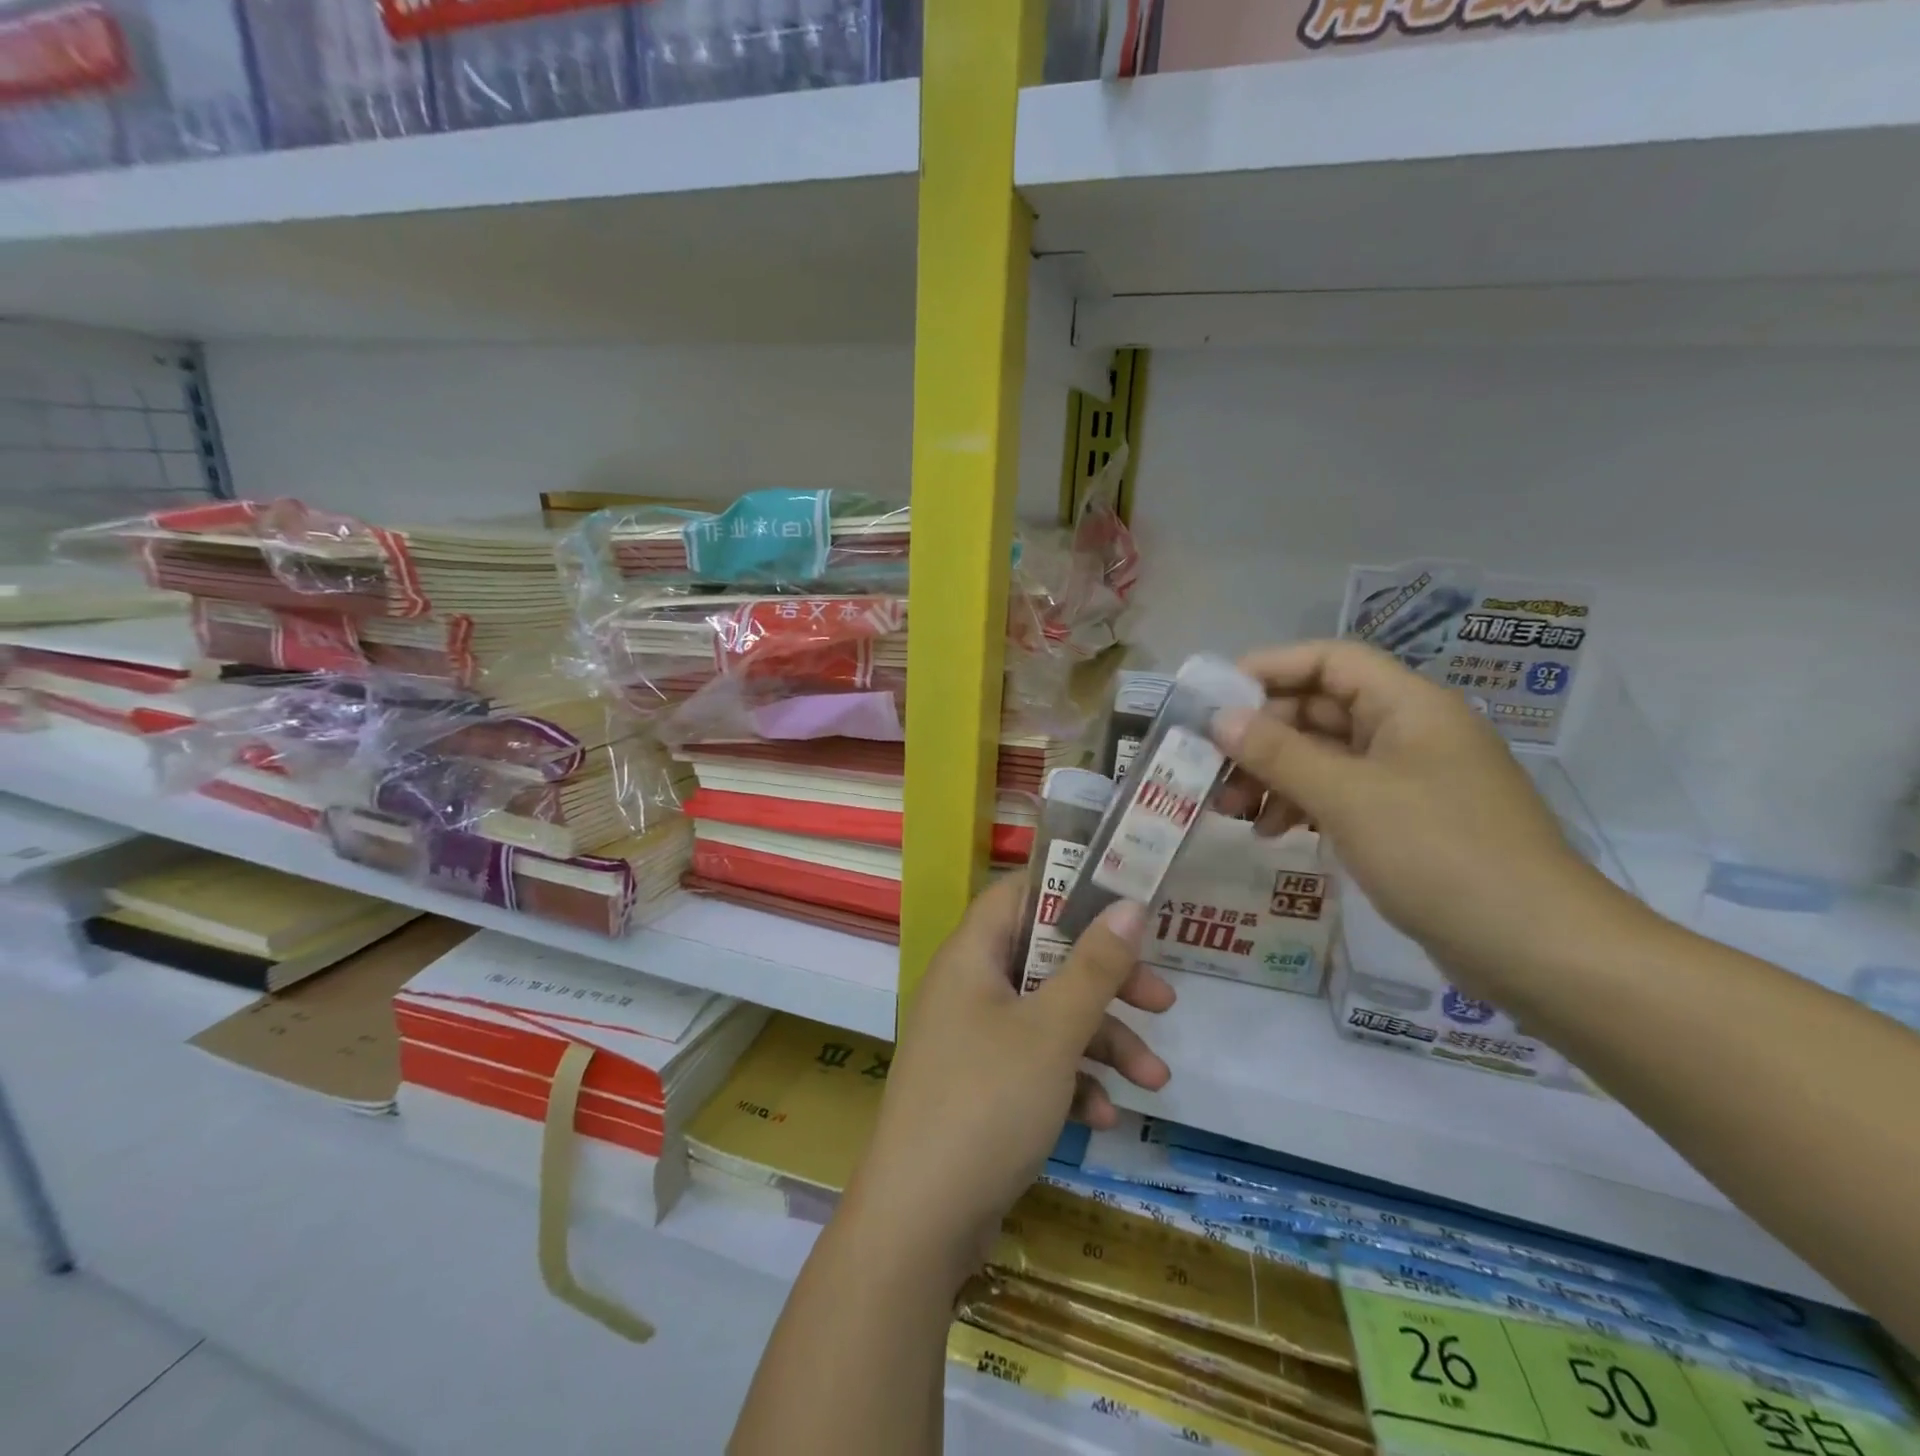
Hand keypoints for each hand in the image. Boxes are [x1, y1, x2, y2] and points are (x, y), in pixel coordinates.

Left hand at [844, 875, 1173, 1290]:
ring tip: (1154, 1080)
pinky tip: (1104, 1118)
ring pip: (1048, 1018)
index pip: (1017, 896)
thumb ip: (1094, 966)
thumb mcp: (1051, 1031)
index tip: (1124, 905)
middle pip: (1045, 961)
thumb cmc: (987, 1102)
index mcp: (971, 957)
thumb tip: (1129, 905)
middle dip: (1106, 983)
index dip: (1068, 891)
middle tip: (1162, 1001)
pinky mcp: (981, 1089)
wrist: (919, 1221)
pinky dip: (1070, 1082)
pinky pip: (1034, 1065)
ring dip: (1101, 1043)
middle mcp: (968, 989)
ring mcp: (973, 1041)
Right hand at [1212, 640, 1634, 996]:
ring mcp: (1410, 778)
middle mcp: (1409, 731)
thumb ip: (1278, 753)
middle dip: (1262, 736)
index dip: (1270, 669)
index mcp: (1408, 706)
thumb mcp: (1347, 797)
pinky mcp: (1407, 821)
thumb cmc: (1439, 854)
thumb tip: (1220, 718)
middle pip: (1320, 709)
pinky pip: (1341, 794)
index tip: (1215, 699)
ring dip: (1274, 774)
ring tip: (1234, 811)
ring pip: (1325, 756)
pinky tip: (1273, 833)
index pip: (1329, 661)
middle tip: (1213, 768)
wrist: (1538, 948)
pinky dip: (1302, 805)